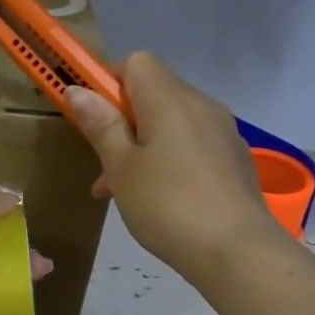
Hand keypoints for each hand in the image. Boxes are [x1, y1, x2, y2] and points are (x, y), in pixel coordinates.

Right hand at [65, 52, 276, 282]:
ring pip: (171, 122)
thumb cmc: (167, 206)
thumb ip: (100, 125)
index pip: (135, 62)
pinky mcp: (234, 157)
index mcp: (169, 99)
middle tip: (104, 164)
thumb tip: (77, 89)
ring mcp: (222, 131)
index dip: (108, 83)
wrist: (237, 251)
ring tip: (124, 190)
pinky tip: (160, 199)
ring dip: (143, 144)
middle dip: (122, 120)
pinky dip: (169, 158)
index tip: (94, 120)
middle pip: (153, 92)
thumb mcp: (121, 167)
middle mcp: (200, 104)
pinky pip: (191, 143)